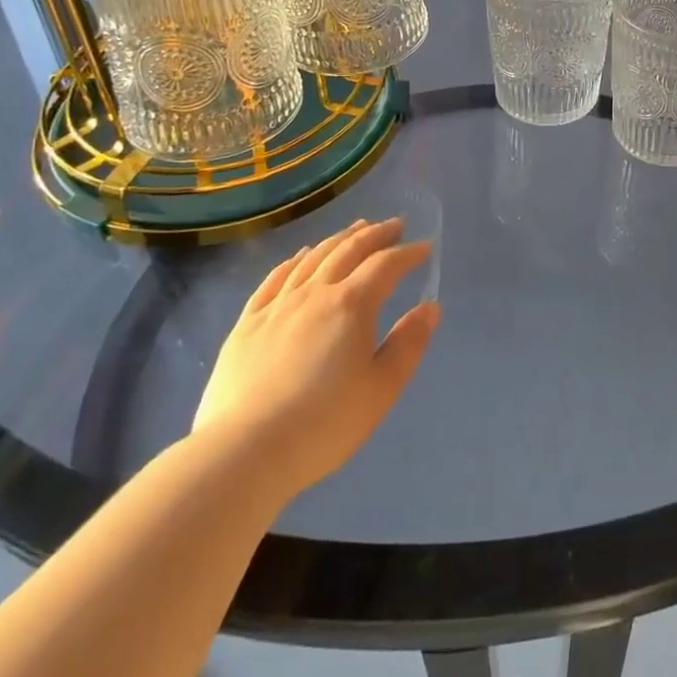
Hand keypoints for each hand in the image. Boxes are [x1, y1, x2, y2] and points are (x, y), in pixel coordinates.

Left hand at [191, 218, 439, 501]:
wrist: (245, 452)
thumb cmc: (325, 423)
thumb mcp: (382, 389)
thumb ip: (408, 344)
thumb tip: (430, 307)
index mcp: (352, 304)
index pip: (386, 265)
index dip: (408, 253)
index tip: (424, 248)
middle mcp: (315, 292)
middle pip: (349, 250)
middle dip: (375, 234)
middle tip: (394, 225)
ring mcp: (277, 305)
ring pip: (313, 258)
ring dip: (338, 239)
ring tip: (354, 231)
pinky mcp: (247, 323)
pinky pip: (275, 278)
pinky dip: (294, 260)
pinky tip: (301, 256)